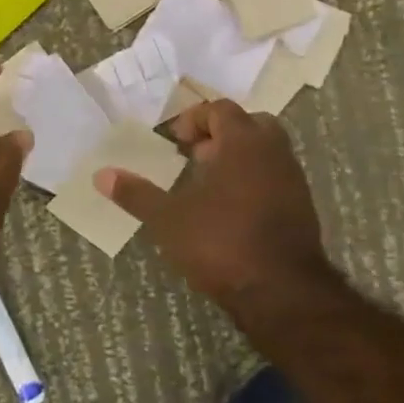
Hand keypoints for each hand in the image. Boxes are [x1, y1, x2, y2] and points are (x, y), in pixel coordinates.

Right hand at [97, 100, 330, 304]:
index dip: (194, 119)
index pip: (220, 109)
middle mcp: (274, 153)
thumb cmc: (221, 243)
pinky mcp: (303, 208)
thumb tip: (100, 175)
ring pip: (266, 152)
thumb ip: (136, 194)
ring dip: (238, 158)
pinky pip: (275, 178)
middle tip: (195, 156)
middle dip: (221, 134)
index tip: (173, 141)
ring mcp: (293, 180)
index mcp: (243, 143)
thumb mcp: (168, 219)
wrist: (282, 293)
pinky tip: (230, 210)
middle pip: (250, 124)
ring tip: (208, 184)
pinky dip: (254, 181)